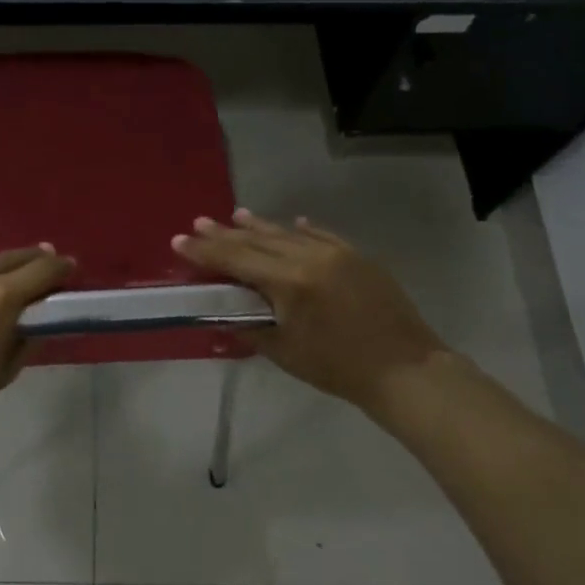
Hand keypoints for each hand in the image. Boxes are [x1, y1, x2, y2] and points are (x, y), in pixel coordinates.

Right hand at [173, 210, 445, 411]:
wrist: (404, 369)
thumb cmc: (338, 368)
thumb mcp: (285, 352)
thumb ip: (251, 326)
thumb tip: (227, 313)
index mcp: (289, 282)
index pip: (237, 259)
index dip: (205, 250)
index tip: (180, 239)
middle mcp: (309, 257)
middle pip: (258, 240)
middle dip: (225, 233)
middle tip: (199, 222)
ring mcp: (337, 252)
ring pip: (288, 233)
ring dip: (260, 225)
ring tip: (236, 215)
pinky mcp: (357, 257)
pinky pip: (322, 235)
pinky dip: (302, 230)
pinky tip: (292, 223)